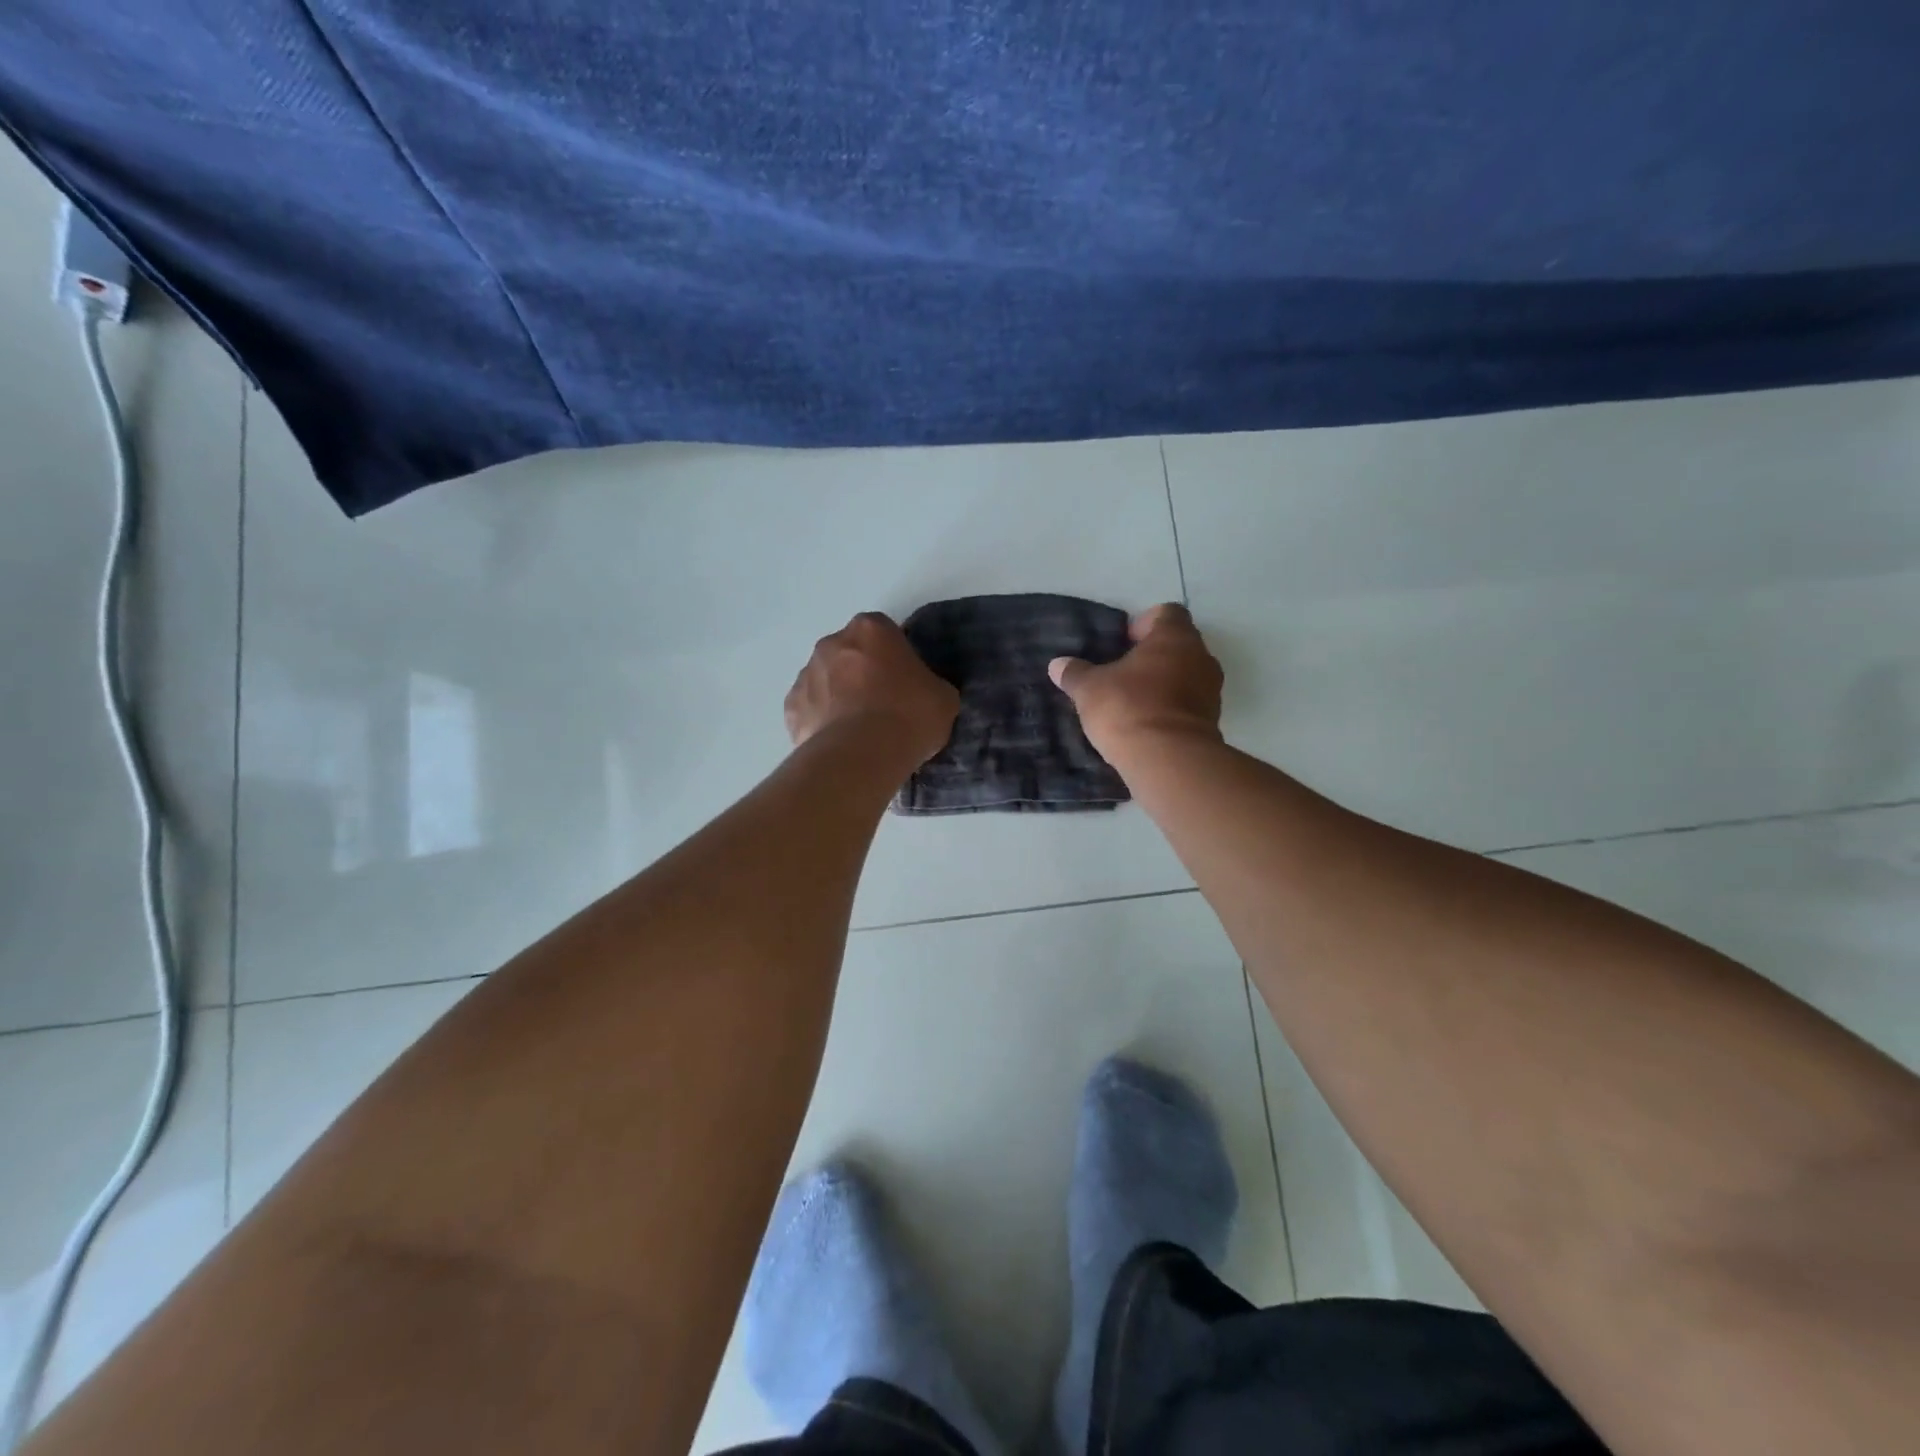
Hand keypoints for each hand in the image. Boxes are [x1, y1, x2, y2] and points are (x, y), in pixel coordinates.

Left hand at [785, 612, 960, 766]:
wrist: (862, 756)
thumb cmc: (909, 717)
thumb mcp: (943, 698)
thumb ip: (930, 684)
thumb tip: (923, 693)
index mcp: (871, 630)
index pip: (884, 631)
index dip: (894, 655)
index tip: (905, 681)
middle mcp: (832, 643)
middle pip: (849, 652)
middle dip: (861, 672)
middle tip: (882, 705)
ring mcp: (806, 674)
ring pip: (825, 680)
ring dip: (838, 696)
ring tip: (859, 730)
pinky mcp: (790, 708)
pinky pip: (809, 709)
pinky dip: (820, 721)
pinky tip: (838, 743)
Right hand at [1048, 603, 1223, 761]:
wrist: (1169, 760)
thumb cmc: (1129, 708)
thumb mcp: (1089, 689)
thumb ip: (1074, 673)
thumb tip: (1057, 664)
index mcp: (1174, 637)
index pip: (1167, 613)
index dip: (1143, 623)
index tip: (1123, 642)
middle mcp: (1201, 656)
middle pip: (1178, 644)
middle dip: (1152, 655)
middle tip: (1121, 672)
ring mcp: (1211, 690)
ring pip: (1186, 675)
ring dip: (1163, 683)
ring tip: (1132, 701)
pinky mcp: (1212, 721)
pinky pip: (1189, 704)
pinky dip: (1171, 708)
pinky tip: (1145, 724)